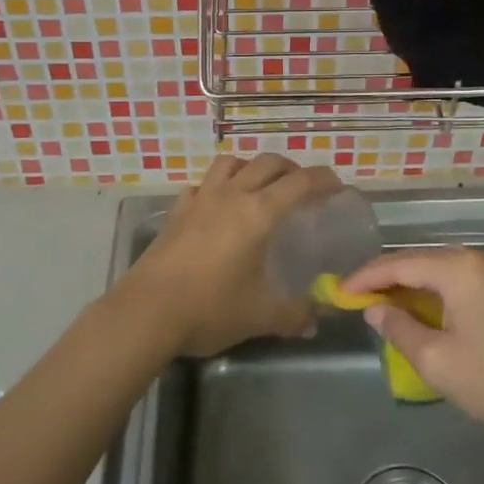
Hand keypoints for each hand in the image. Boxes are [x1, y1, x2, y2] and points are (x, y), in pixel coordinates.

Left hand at [118, 154, 341, 357]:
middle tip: (303, 188)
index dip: (323, 179)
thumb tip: (314, 321)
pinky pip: (201, 185)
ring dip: (251, 167)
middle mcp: (231, 195)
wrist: (147, 312)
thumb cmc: (210, 308)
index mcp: (258, 213)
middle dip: (291, 169)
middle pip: (267, 163)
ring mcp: (200, 200)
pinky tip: (217, 205)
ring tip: (259, 187)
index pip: (300, 182)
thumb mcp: (260, 316)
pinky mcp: (176, 212)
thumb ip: (293, 315)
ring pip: (231, 163)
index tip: (337, 187)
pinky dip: (216, 186)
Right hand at [342, 248, 483, 449]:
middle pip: (423, 260)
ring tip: (386, 305)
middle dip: (389, 279)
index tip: (339, 292)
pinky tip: (426, 309)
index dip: (366, 277)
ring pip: (445, 269)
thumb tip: (375, 309)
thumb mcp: (437, 362)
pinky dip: (440, 291)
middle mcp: (483, 257)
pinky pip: (466, 279)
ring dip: (415, 285)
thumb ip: (399, 329)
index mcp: (461, 268)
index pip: (400, 263)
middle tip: (359, 300)